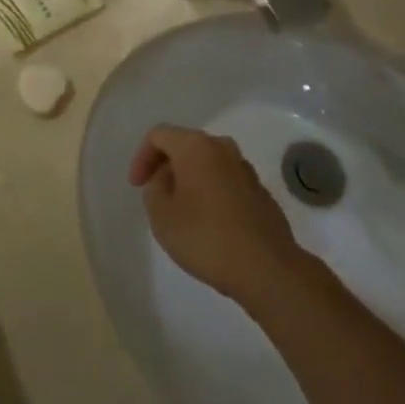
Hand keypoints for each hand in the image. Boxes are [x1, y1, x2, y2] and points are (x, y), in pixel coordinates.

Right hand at [128, 126, 303, 306]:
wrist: (267, 268)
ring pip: (208, 163)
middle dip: (166, 167)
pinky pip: (226, 181)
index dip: (142, 158)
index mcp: (195, 146)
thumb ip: (154, 189)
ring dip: (190, 179)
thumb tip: (164, 179)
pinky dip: (211, 192)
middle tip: (156, 195)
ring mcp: (245, 169)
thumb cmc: (206, 237)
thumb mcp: (162, 216)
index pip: (158, 135)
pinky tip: (209, 222)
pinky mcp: (260, 192)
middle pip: (185, 145)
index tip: (137, 186)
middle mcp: (222, 148)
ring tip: (181, 210)